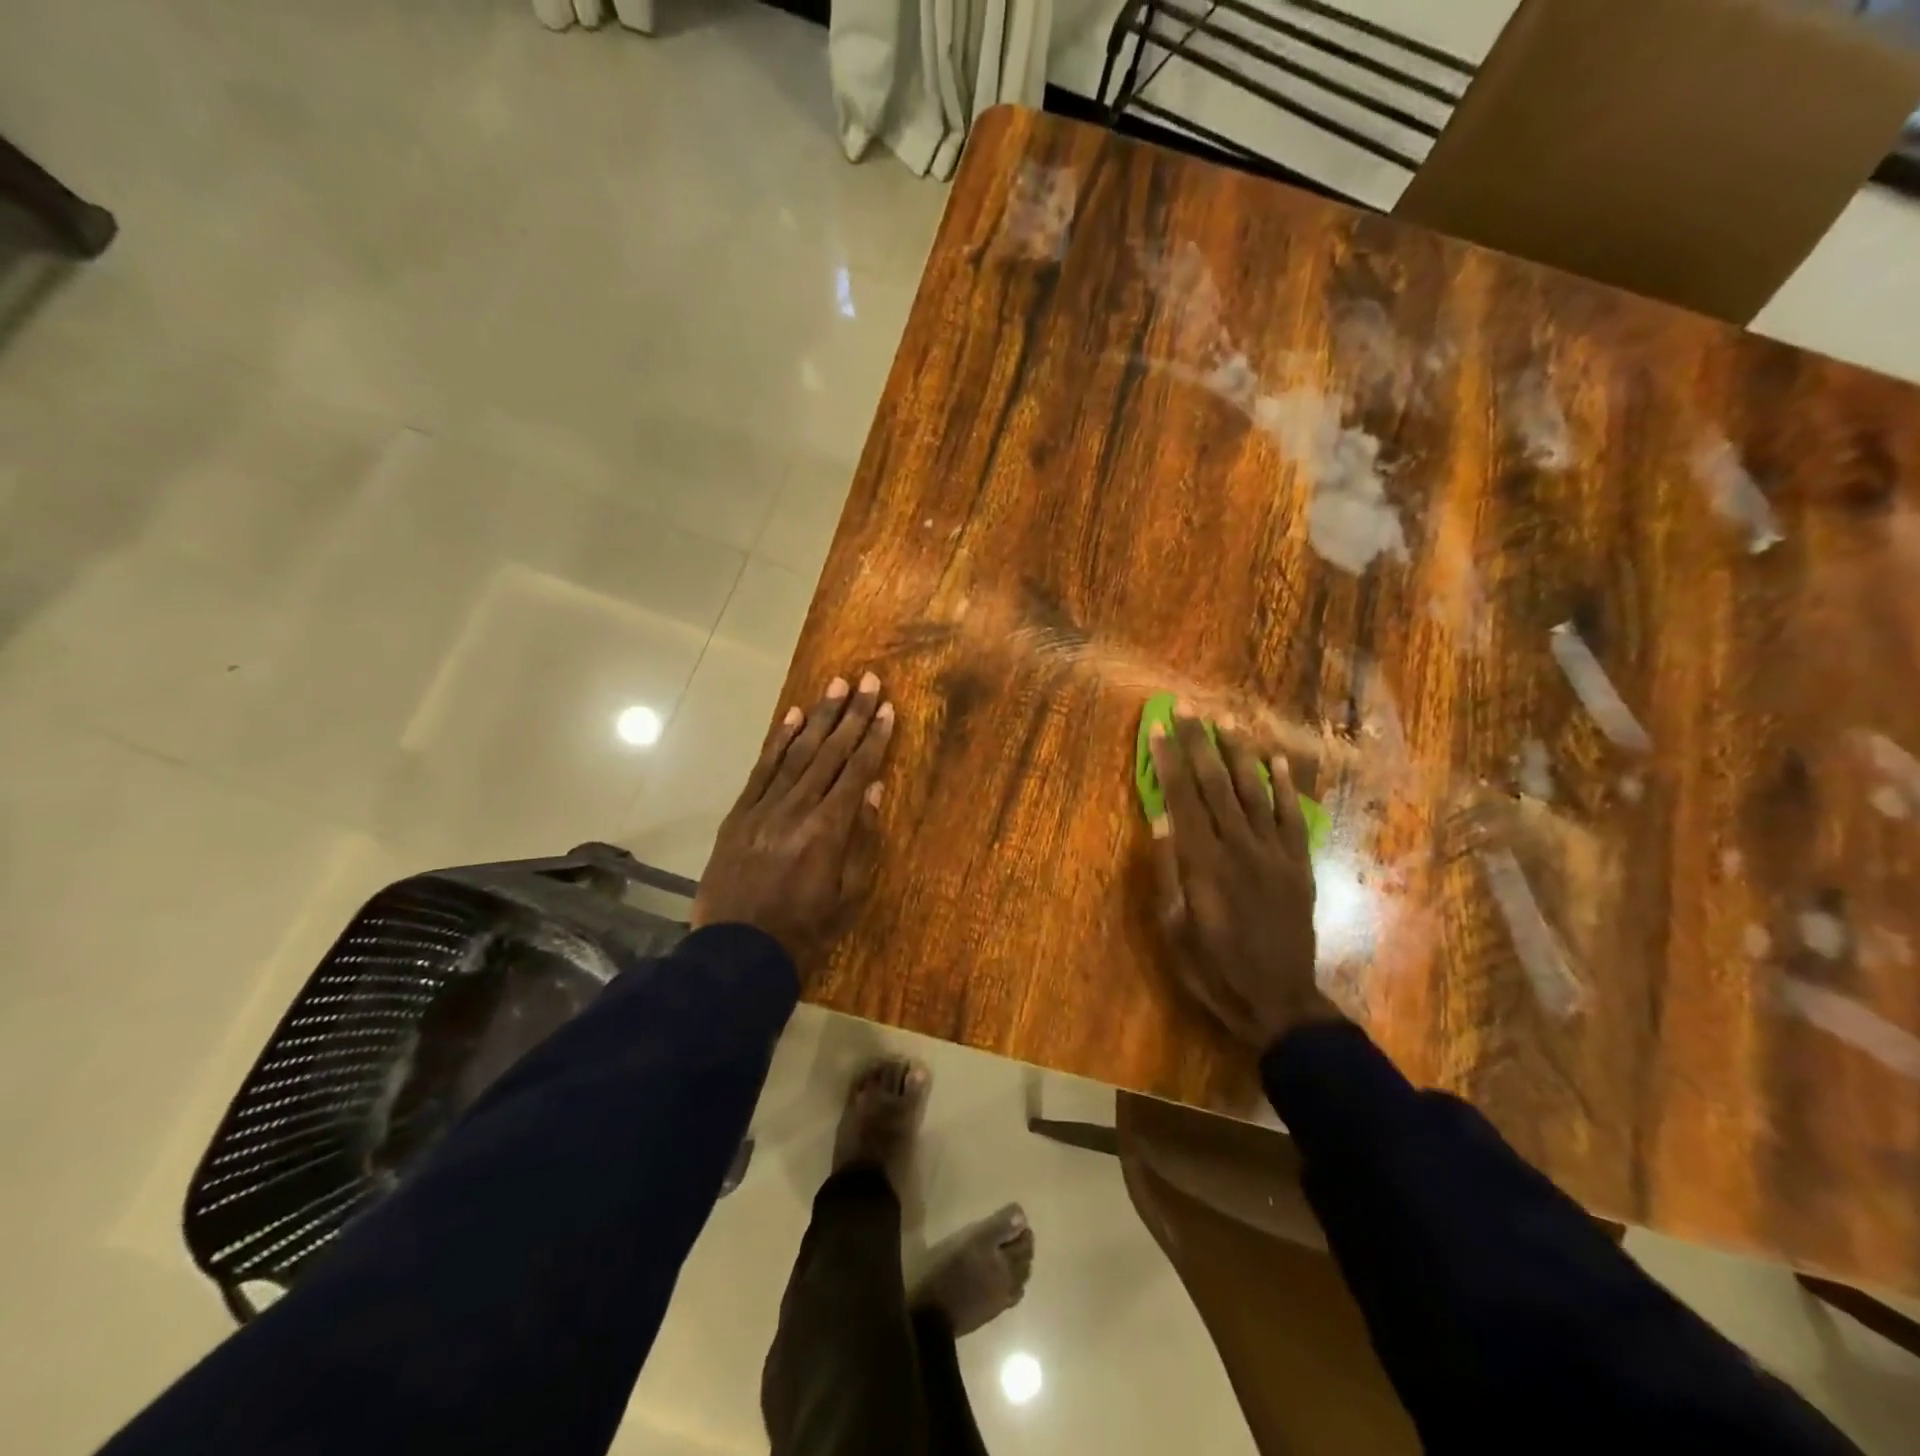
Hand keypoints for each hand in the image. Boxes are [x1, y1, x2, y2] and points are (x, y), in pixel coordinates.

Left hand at [693, 673, 895, 972]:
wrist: (737, 954)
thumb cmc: (804, 931)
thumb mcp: (847, 895)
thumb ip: (862, 839)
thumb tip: (874, 790)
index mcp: (827, 831)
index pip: (856, 773)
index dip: (874, 738)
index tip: (887, 708)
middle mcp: (796, 809)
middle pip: (830, 753)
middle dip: (852, 715)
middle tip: (869, 680)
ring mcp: (763, 808)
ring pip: (797, 753)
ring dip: (819, 717)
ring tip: (837, 686)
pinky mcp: (739, 814)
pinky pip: (761, 770)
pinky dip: (778, 741)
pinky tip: (792, 716)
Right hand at [1148, 707, 1340, 1049]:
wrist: (1279, 1002)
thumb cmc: (1214, 969)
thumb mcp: (1175, 929)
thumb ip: (1170, 873)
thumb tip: (1162, 822)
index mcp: (1204, 864)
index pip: (1183, 799)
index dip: (1169, 761)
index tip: (1158, 729)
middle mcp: (1240, 848)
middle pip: (1216, 785)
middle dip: (1199, 744)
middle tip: (1187, 709)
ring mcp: (1275, 854)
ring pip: (1255, 791)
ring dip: (1239, 753)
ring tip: (1227, 721)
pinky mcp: (1299, 865)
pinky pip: (1292, 817)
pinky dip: (1285, 786)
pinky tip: (1277, 759)